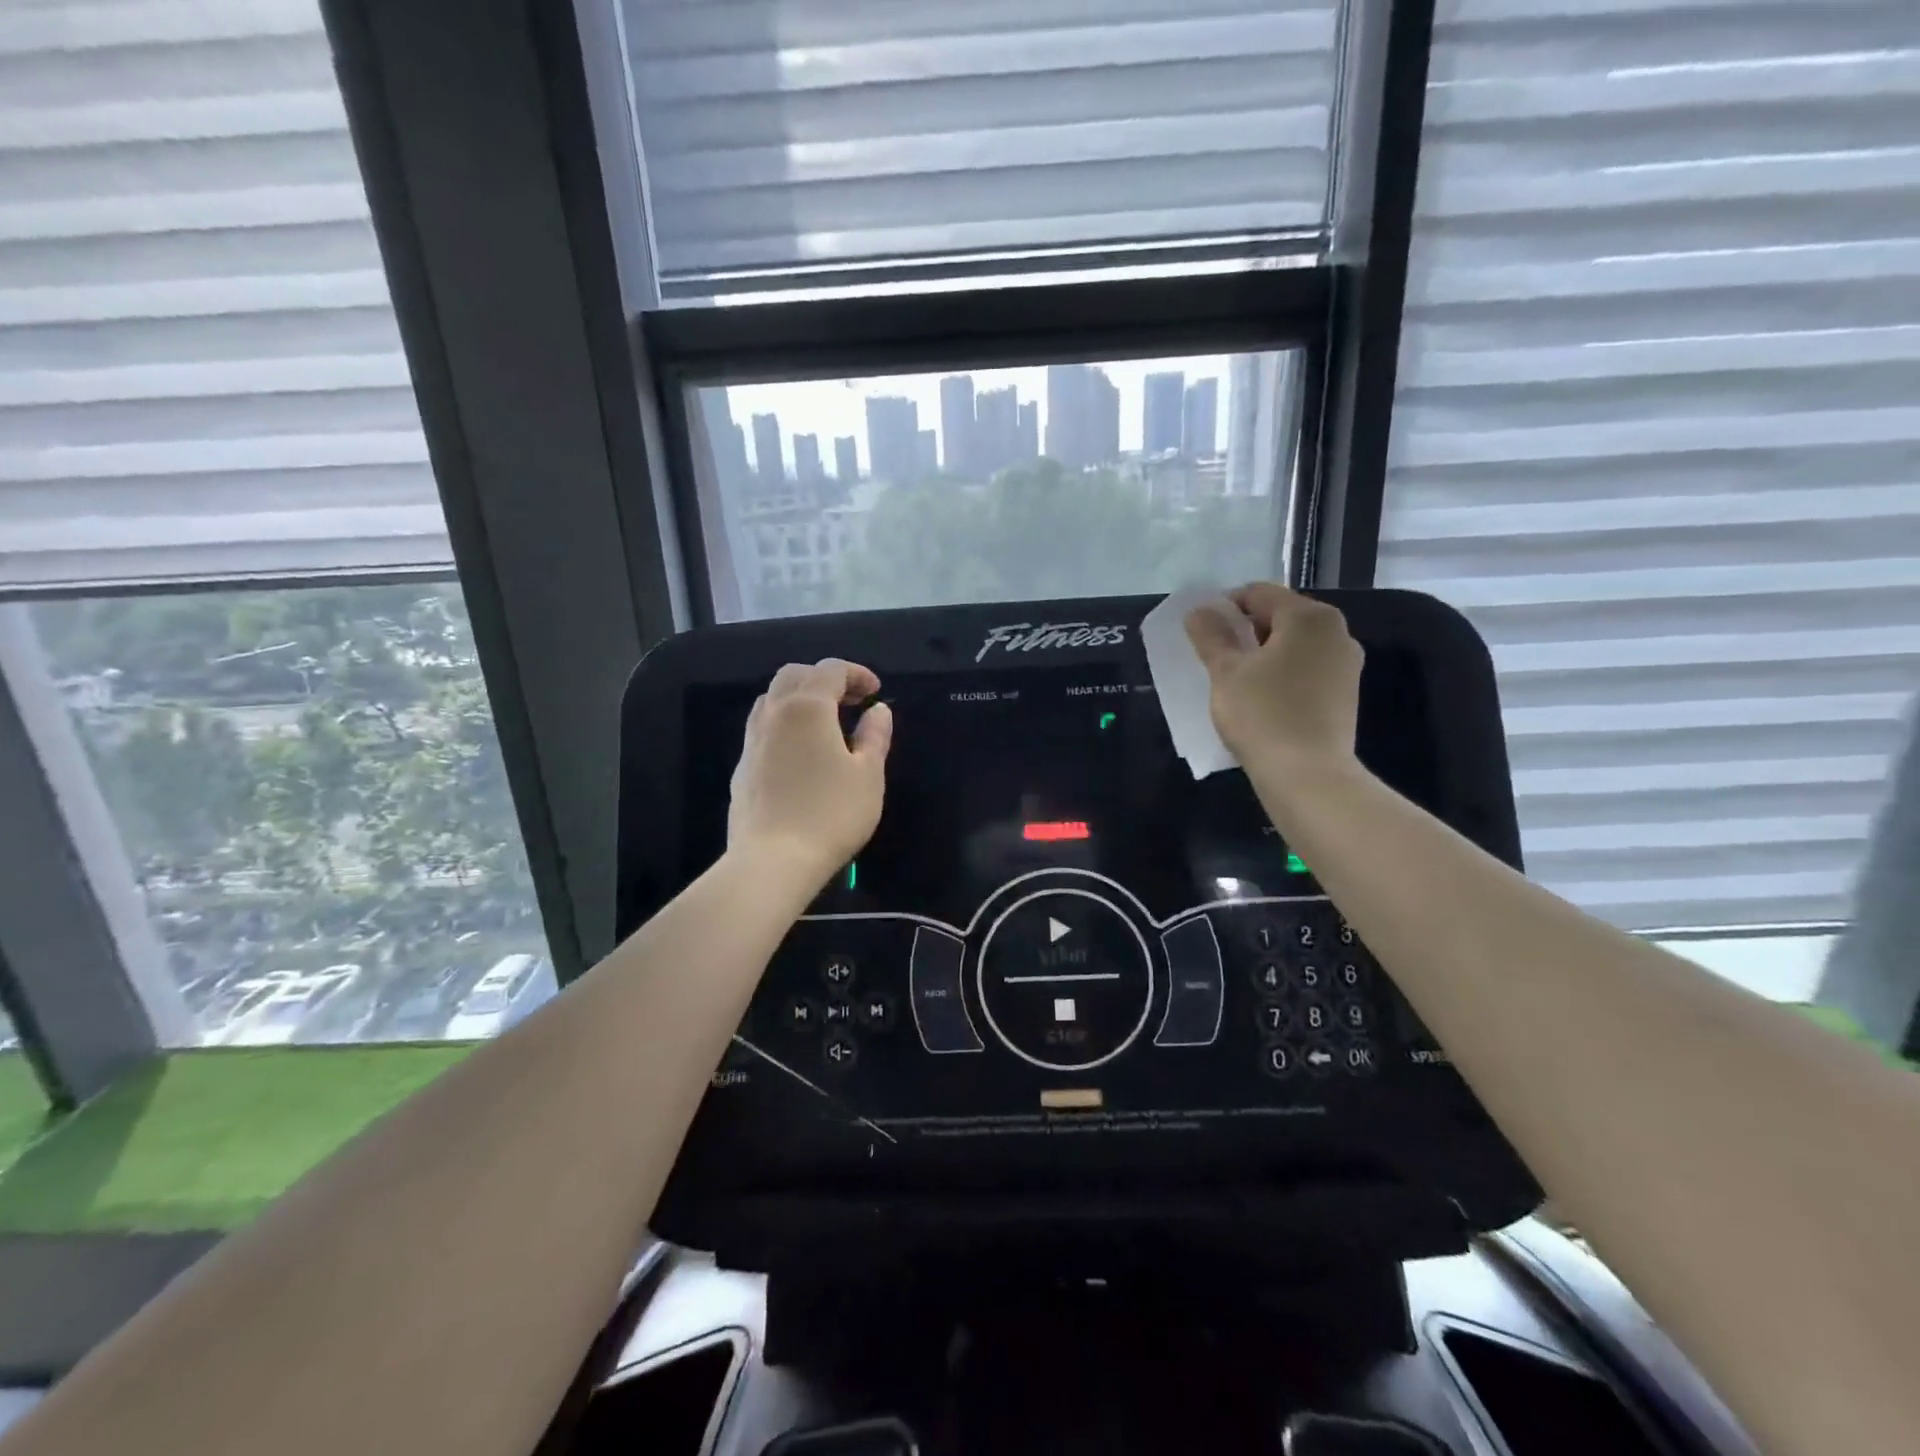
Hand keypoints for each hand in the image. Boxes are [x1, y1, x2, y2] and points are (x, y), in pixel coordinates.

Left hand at [728, 659, 892, 883]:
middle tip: (852, 701)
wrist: (772, 861)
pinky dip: (785, 723)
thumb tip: (878, 711)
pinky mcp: (742, 767)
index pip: (830, 670)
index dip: (856, 674)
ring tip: (826, 723)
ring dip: (801, 698)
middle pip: (795, 675)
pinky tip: (801, 753)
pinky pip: (763, 727)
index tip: (876, 692)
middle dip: (825, 679)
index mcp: (807, 708)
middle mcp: (774, 713)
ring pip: (772, 699)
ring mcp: (752, 740)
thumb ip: (875, 736)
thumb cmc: (830, 814)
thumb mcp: (868, 775)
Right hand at [1184, 583, 1362, 770]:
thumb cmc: (1262, 714)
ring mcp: (1346, 663)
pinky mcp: (1346, 693)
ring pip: (1295, 645)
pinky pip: (1307, 669)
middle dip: (1246, 631)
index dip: (1225, 607)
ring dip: (1264, 654)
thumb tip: (1200, 611)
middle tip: (1216, 657)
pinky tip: (1262, 699)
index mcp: (1309, 616)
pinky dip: (1283, 674)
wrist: (1307, 775)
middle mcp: (1336, 631)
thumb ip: (1211, 635)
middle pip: (1281, 616)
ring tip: (1236, 680)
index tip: (1202, 633)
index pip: (1258, 594)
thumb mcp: (1225, 672)